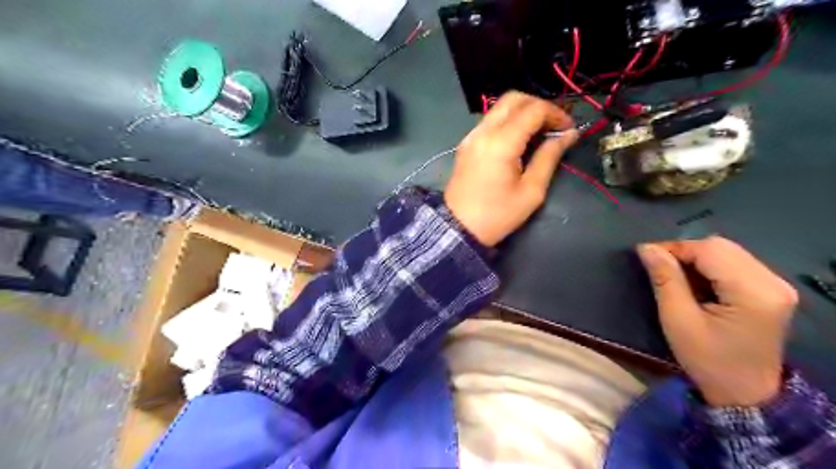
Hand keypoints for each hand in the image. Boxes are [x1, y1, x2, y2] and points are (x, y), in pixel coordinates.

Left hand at [443, 90, 582, 244]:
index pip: (533, 110)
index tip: (568, 129)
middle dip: (539, 106)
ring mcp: (471, 136)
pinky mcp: (466, 144)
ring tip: (539, 133)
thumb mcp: (531, 191)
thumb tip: (568, 135)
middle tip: (554, 125)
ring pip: (500, 107)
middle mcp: (483, 131)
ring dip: (523, 112)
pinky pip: (490, 121)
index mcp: (501, 142)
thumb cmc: (497, 215)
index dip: (555, 114)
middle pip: (514, 99)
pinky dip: (508, 121)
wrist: (458, 228)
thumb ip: (549, 157)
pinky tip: (519, 140)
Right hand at [642, 238, 795, 406]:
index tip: (645, 255)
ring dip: (696, 258)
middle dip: (685, 251)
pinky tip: (695, 282)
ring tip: (674, 274)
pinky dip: (708, 266)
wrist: (744, 393)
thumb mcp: (677, 320)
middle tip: (658, 265)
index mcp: (753, 292)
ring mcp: (776, 285)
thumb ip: (665, 279)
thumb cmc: (707, 360)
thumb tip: (647, 248)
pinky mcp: (771, 290)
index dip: (674, 248)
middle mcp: (772, 282)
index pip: (710, 250)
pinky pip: (734, 263)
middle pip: (721, 246)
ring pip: (727, 251)